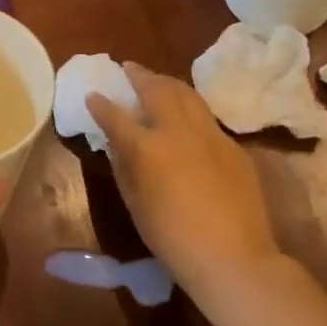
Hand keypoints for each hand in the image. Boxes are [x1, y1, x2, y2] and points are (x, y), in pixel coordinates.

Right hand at [86, 63, 286, 287]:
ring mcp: (211, 135)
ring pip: (187, 95)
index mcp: (147, 148)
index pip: (116, 117)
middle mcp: (178, 131)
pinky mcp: (233, 147)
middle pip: (157, 90)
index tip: (92, 95)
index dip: (101, 104)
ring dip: (167, 83)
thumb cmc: (172, 238)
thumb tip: (118, 145)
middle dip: (139, 76)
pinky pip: (207, 119)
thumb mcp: (136, 204)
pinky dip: (191, 110)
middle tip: (129, 68)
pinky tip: (187, 118)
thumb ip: (124, 167)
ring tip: (157, 80)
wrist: (233, 257)